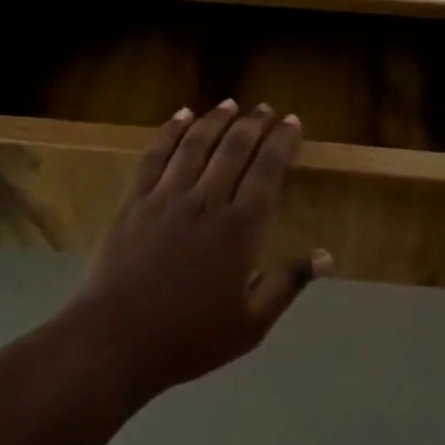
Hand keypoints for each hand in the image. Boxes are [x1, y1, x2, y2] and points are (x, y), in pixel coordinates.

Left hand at [62, 101, 330, 402]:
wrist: (116, 341)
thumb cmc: (189, 337)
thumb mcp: (251, 323)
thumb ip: (288, 283)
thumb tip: (328, 256)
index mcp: (240, 229)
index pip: (268, 170)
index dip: (282, 141)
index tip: (292, 122)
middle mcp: (206, 201)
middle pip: (234, 148)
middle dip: (254, 123)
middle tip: (265, 108)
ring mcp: (166, 197)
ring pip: (196, 144)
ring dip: (216, 119)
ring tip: (230, 104)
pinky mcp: (134, 200)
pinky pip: (155, 155)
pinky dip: (170, 131)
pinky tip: (181, 116)